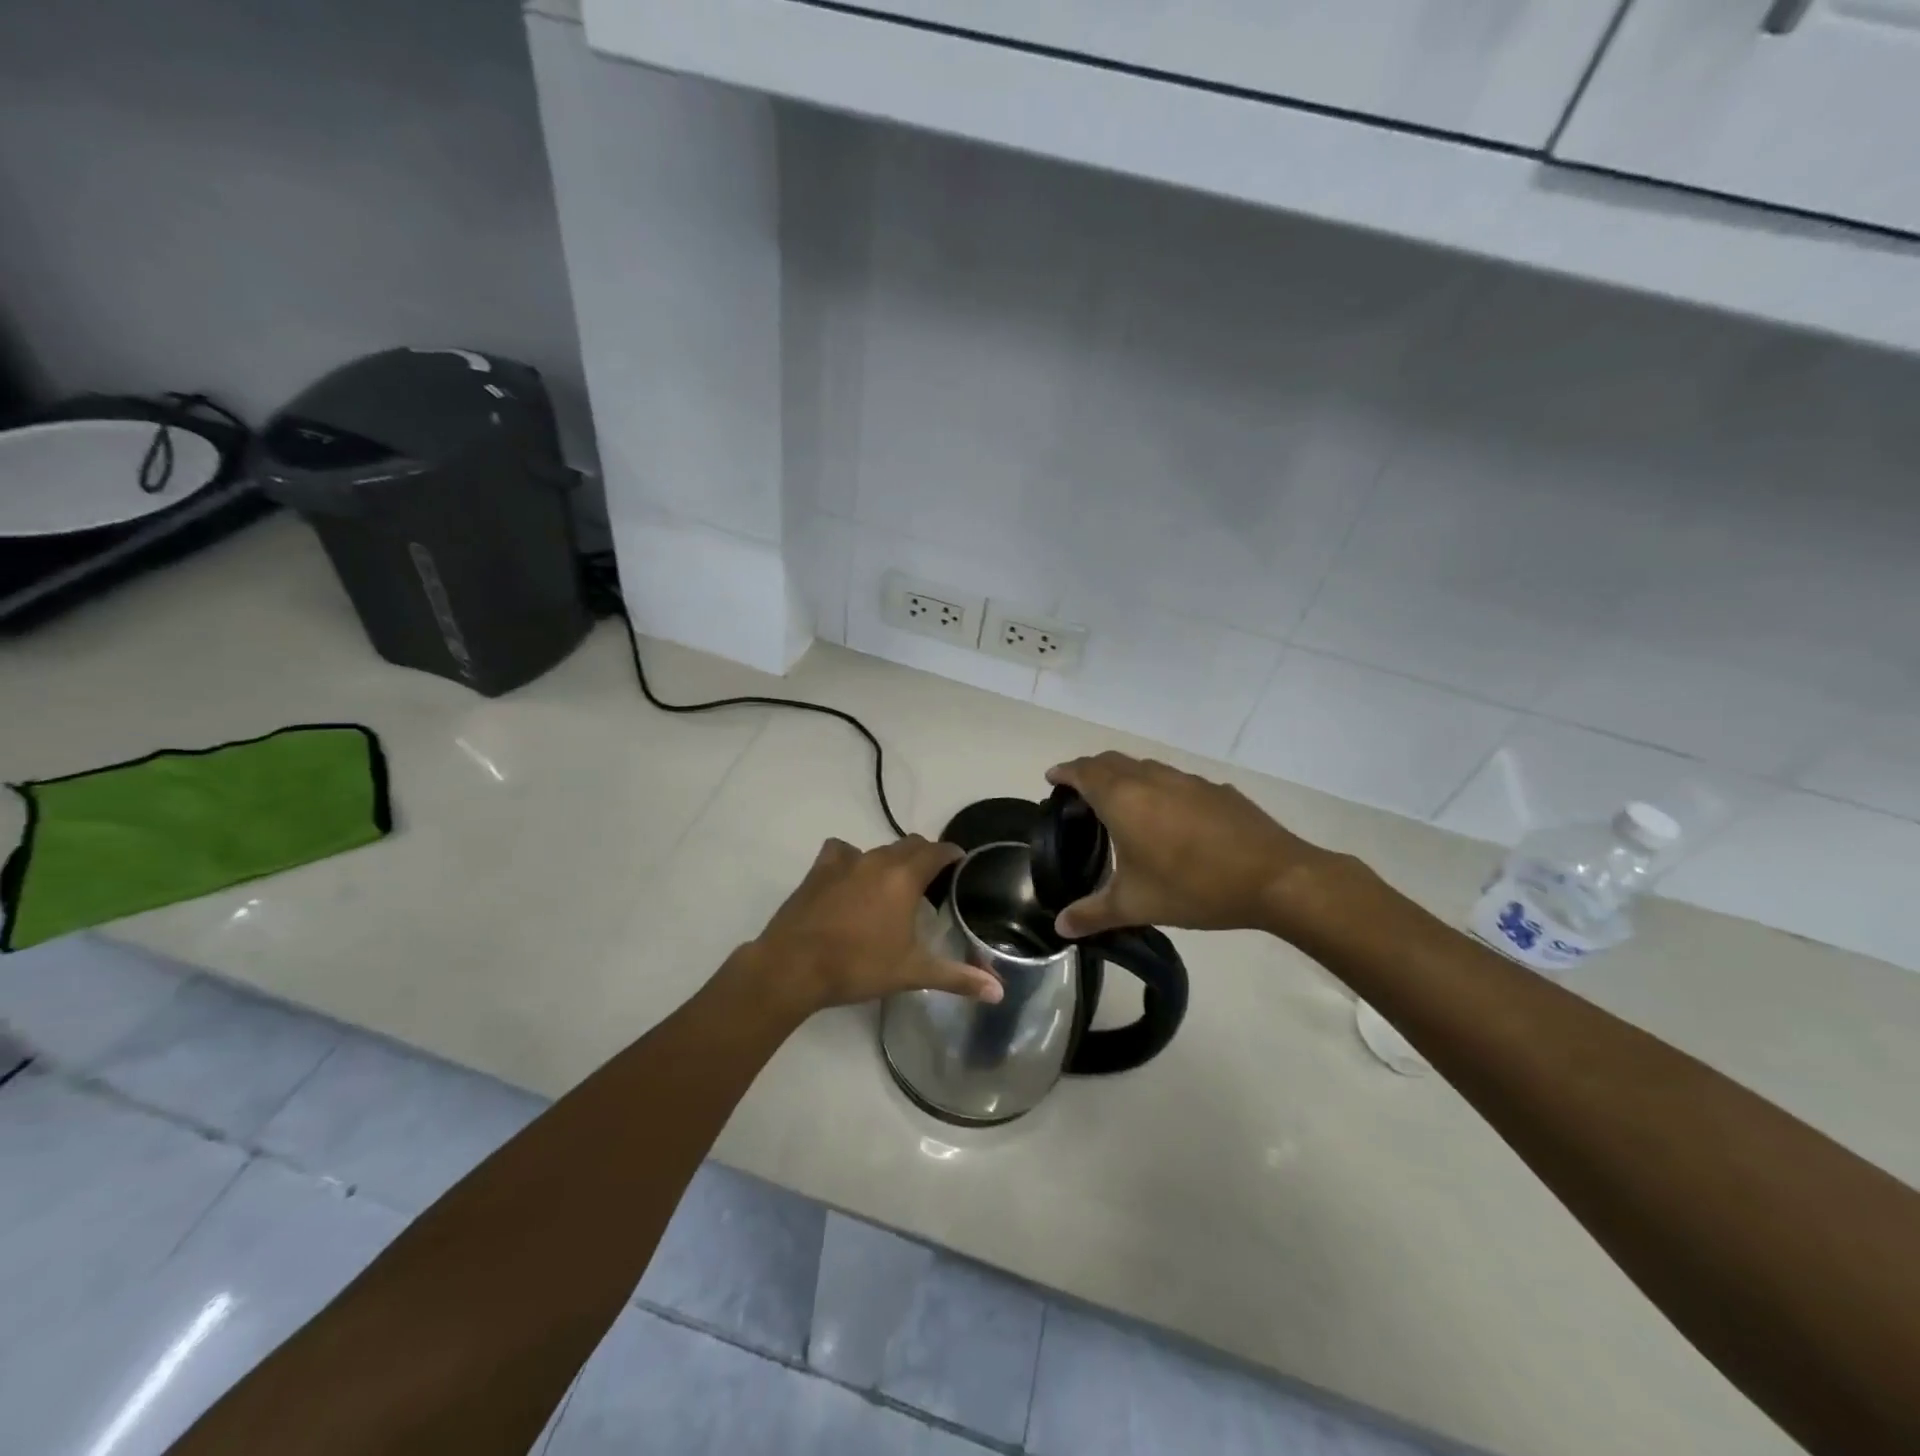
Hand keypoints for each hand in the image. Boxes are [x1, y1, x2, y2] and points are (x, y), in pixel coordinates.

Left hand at [747, 836, 1004, 1014]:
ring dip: (892, 860)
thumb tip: (999, 991)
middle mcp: (878, 860)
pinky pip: (842, 852)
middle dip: (925, 856)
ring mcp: (845, 861)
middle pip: (910, 844)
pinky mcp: (818, 870)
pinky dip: (852, 859)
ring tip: (894, 884)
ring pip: (878, 849)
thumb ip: (957, 977)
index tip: (960, 864)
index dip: (952, 854)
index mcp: (905, 877)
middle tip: (932, 879)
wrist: (794, 966)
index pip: (938, 851)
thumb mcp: (912, 972)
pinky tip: (850, 878)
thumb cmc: (858, 966)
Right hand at [1046, 752, 1334, 938]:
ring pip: (1144, 766)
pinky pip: (1174, 780)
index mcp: (1123, 798)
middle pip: (1111, 761)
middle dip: (1090, 770)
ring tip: (1119, 804)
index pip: (1083, 771)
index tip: (1052, 778)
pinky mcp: (1215, 790)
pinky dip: (1157, 788)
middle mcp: (1151, 779)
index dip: (1064, 771)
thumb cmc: (1193, 886)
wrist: (1273, 877)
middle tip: (1079, 793)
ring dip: (1124, 776)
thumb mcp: (1136, 904)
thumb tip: (1059, 927)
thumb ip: (1093, 913)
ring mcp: (1187, 780)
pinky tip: (1168, 819)